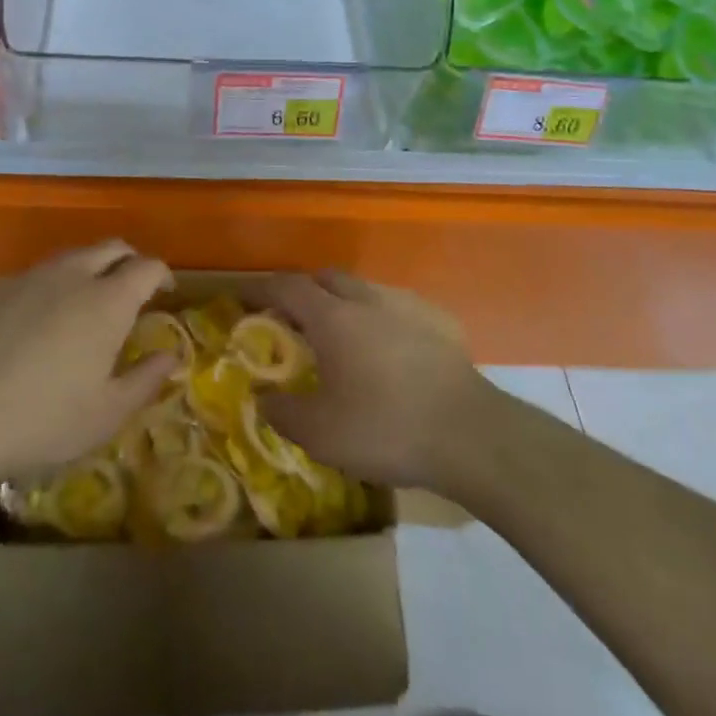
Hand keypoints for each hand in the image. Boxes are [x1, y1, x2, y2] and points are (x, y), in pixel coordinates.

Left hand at [0, 242, 177, 486]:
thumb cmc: (43, 419)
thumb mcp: (106, 413)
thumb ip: (145, 379)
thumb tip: (171, 356)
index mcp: (108, 301)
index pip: (147, 267)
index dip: (162, 275)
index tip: (165, 292)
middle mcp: (73, 276)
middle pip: (112, 248)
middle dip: (129, 261)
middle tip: (134, 289)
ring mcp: (32, 278)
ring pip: (74, 256)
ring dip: (92, 267)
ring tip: (91, 301)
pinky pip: (41, 273)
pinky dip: (57, 283)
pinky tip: (46, 318)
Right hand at [252, 272, 491, 488]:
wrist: (472, 436)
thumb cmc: (386, 428)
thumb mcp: (320, 433)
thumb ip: (283, 412)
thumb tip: (264, 398)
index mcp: (333, 318)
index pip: (287, 287)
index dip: (261, 289)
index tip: (243, 298)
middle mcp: (368, 300)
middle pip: (327, 279)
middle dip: (304, 291)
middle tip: (292, 319)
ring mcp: (408, 308)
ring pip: (364, 290)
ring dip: (344, 303)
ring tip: (340, 336)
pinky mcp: (441, 324)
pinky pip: (398, 309)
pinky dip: (380, 319)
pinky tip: (388, 350)